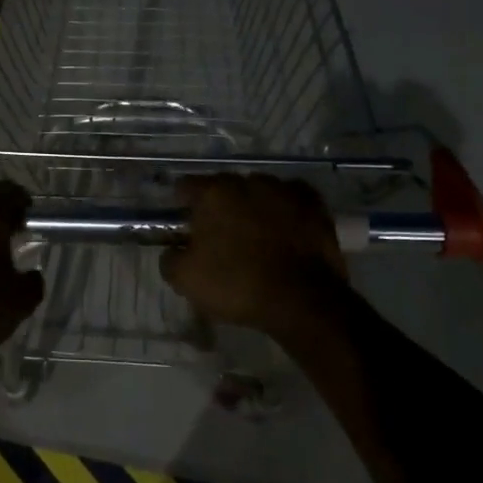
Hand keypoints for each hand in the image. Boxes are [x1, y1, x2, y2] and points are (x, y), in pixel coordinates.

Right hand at [159, 174, 350, 347]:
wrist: (302, 301)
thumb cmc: (237, 284)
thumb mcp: (185, 280)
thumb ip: (170, 258)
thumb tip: (173, 250)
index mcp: (213, 194)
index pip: (186, 186)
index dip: (182, 204)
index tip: (185, 225)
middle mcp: (247, 182)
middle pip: (224, 187)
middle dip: (219, 206)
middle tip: (220, 235)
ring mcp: (283, 190)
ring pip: (259, 191)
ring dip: (253, 206)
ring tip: (256, 234)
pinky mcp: (313, 204)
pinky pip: (291, 198)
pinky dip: (285, 209)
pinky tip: (285, 228)